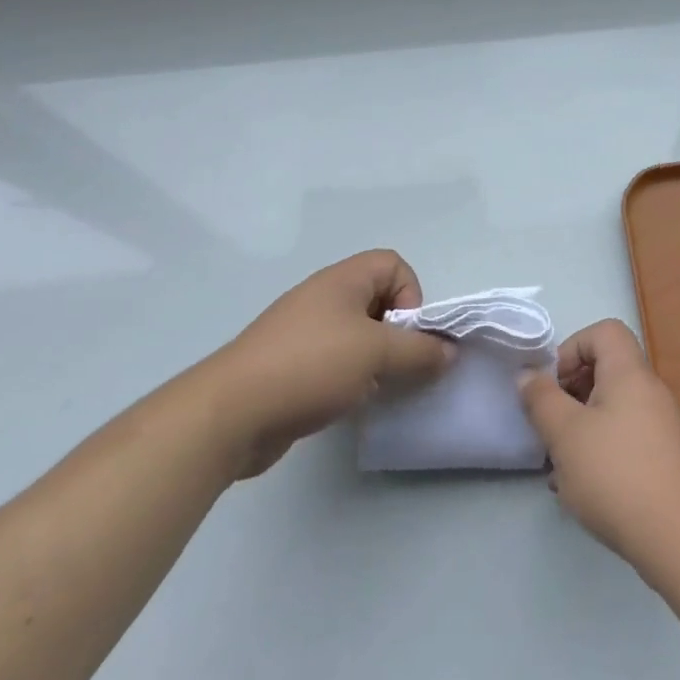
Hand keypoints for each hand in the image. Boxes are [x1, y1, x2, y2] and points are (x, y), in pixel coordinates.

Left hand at [206, 250, 454, 479]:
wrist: (230, 414)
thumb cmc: (311, 366)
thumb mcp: (376, 354)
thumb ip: (420, 351)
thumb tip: (449, 351)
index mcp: (342, 280)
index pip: (393, 265)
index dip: (411, 295)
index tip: (406, 334)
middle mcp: (323, 298)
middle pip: (378, 300)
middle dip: (397, 333)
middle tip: (397, 366)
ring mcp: (304, 332)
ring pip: (358, 334)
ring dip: (376, 360)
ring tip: (375, 389)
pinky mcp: (291, 366)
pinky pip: (335, 361)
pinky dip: (351, 378)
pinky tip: (347, 403)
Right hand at [518, 320, 679, 577]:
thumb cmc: (618, 475)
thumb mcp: (566, 435)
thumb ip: (542, 400)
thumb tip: (528, 374)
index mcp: (629, 373)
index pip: (603, 332)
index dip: (572, 348)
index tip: (551, 386)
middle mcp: (649, 391)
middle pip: (606, 370)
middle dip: (570, 394)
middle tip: (550, 427)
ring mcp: (661, 427)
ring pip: (612, 410)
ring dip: (581, 429)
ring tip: (560, 466)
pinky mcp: (665, 460)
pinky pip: (625, 439)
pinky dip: (600, 452)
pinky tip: (583, 491)